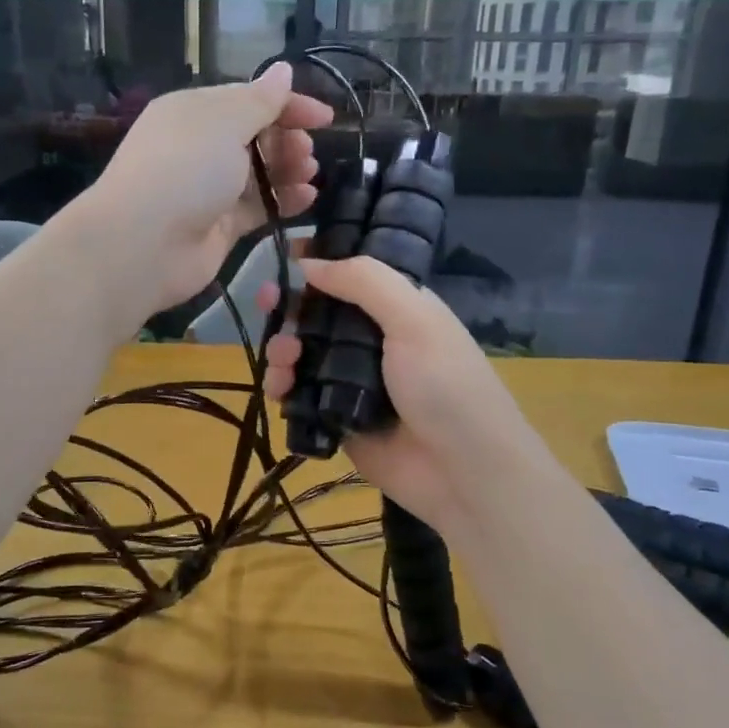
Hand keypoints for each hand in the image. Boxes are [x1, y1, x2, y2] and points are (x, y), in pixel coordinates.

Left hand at [72, 65, 332, 315]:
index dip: (288, 105)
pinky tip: (307, 199)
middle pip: (255, 137)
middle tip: (306, 152)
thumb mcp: (224, 122)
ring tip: (309, 173)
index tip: (325, 118)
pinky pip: (258, 207)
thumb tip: (283, 71)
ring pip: (259, 173)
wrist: (144, 244)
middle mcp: (200, 148)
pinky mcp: (220, 226)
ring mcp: (209, 190)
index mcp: (194, 112)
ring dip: (288, 170)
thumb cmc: (184, 169)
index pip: (248, 100)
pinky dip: (283, 202)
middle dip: (287, 140)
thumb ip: (260, 100)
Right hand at [258, 256, 552, 539]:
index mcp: (398, 309)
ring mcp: (353, 382)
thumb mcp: (414, 319)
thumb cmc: (445, 385)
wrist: (463, 472)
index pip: (351, 274)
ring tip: (281, 363)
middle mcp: (374, 340)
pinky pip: (300, 396)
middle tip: (265, 303)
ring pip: (303, 355)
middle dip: (289, 307)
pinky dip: (282, 388)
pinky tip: (277, 391)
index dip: (318, 263)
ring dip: (282, 350)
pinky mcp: (337, 418)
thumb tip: (309, 262)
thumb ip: (364, 282)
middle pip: (318, 315)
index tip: (283, 255)